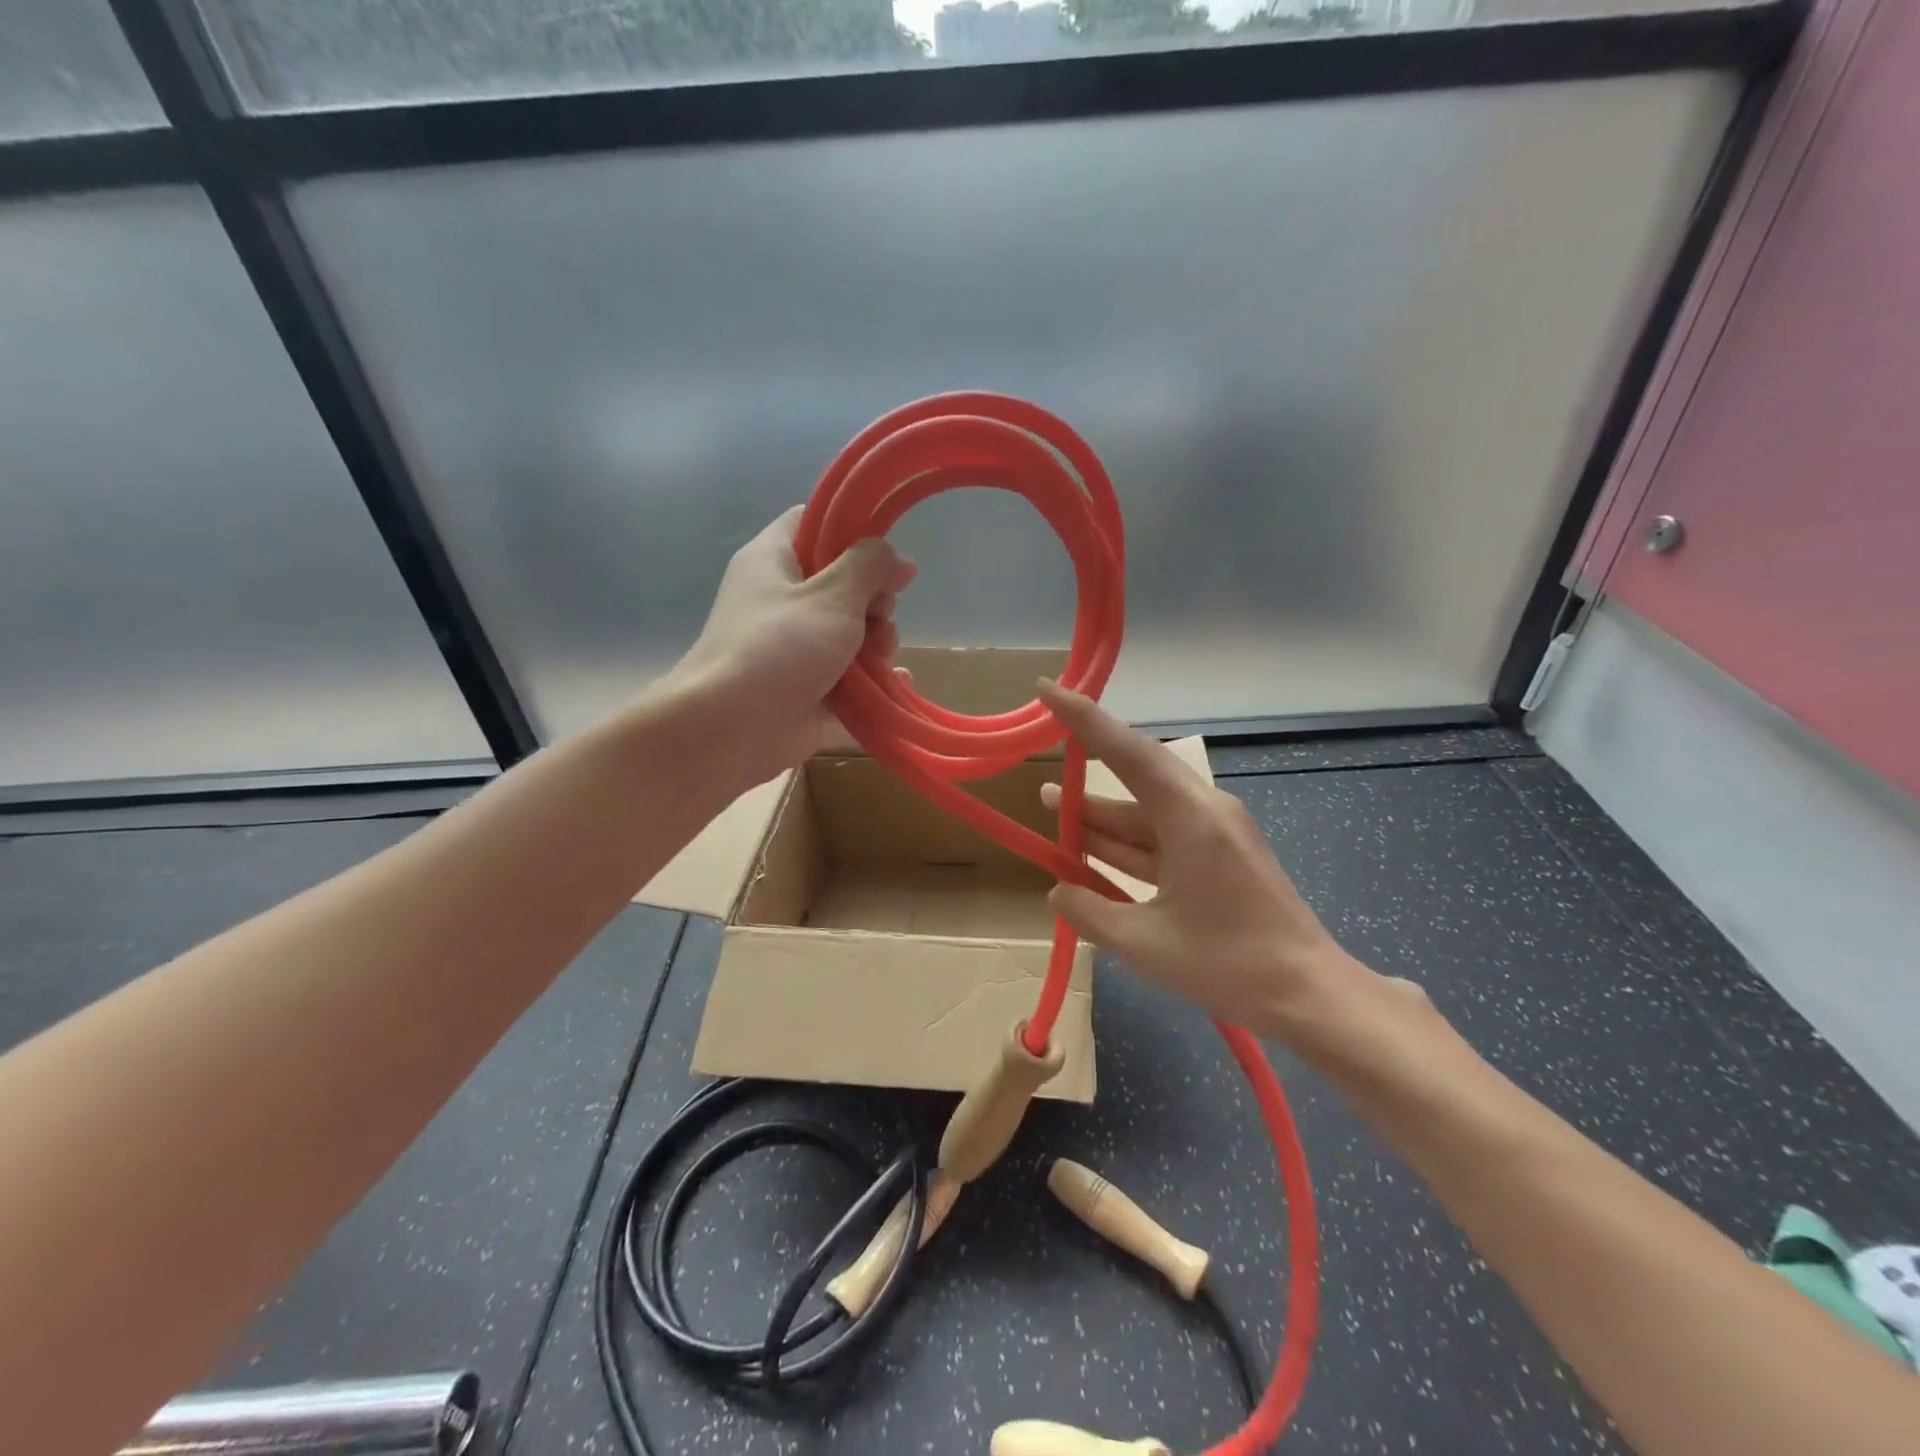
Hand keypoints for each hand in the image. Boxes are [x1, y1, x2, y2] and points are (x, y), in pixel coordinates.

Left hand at [668, 507, 915, 784]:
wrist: (727, 732)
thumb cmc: (778, 649)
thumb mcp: (832, 596)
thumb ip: (870, 568)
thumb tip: (900, 558)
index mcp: (773, 560)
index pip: (812, 523)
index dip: (851, 531)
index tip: (884, 555)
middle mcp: (781, 600)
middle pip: (842, 583)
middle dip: (875, 602)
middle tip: (880, 619)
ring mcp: (793, 647)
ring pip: (850, 632)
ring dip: (877, 644)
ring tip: (881, 660)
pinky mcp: (805, 688)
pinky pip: (849, 677)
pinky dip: (873, 680)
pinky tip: (898, 684)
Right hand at [1036, 679, 1370, 1035]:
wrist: (1310, 996)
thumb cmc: (1228, 963)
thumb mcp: (1144, 942)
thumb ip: (1090, 911)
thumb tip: (1058, 891)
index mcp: (1190, 817)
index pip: (1127, 751)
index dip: (1083, 719)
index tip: (1048, 691)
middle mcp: (1204, 812)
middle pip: (1135, 780)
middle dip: (1087, 778)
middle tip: (1043, 769)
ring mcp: (1214, 836)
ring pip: (1145, 815)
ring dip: (1102, 819)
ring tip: (1054, 811)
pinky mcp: (1219, 860)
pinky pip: (1162, 841)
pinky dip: (1127, 847)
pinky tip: (1092, 857)